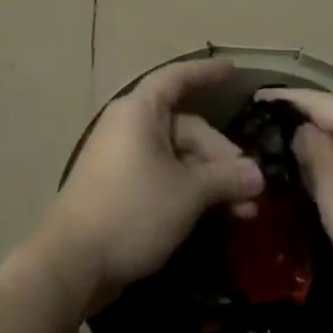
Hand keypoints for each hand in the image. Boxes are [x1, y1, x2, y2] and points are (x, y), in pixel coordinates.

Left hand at [32, 58, 264, 312]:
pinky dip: (190, 190)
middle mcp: (129, 127)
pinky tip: (216, 215)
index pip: (177, 79)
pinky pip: (163, 176)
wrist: (73, 263)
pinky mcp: (120, 189)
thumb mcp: (188, 193)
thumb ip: (226, 178)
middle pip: (186, 128)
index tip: (233, 70)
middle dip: (222, 157)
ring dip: (211, 180)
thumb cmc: (132, 211)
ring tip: (244, 212)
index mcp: (139, 112)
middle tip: (252, 189)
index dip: (206, 73)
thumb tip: (258, 175)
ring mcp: (122, 159)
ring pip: (178, 157)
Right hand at [257, 87, 332, 311]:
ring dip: (315, 141)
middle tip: (260, 129)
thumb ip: (313, 150)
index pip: (316, 99)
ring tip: (279, 150)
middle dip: (298, 117)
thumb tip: (301, 129)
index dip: (283, 98)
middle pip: (332, 114)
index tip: (251, 101)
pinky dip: (332, 161)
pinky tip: (314, 178)